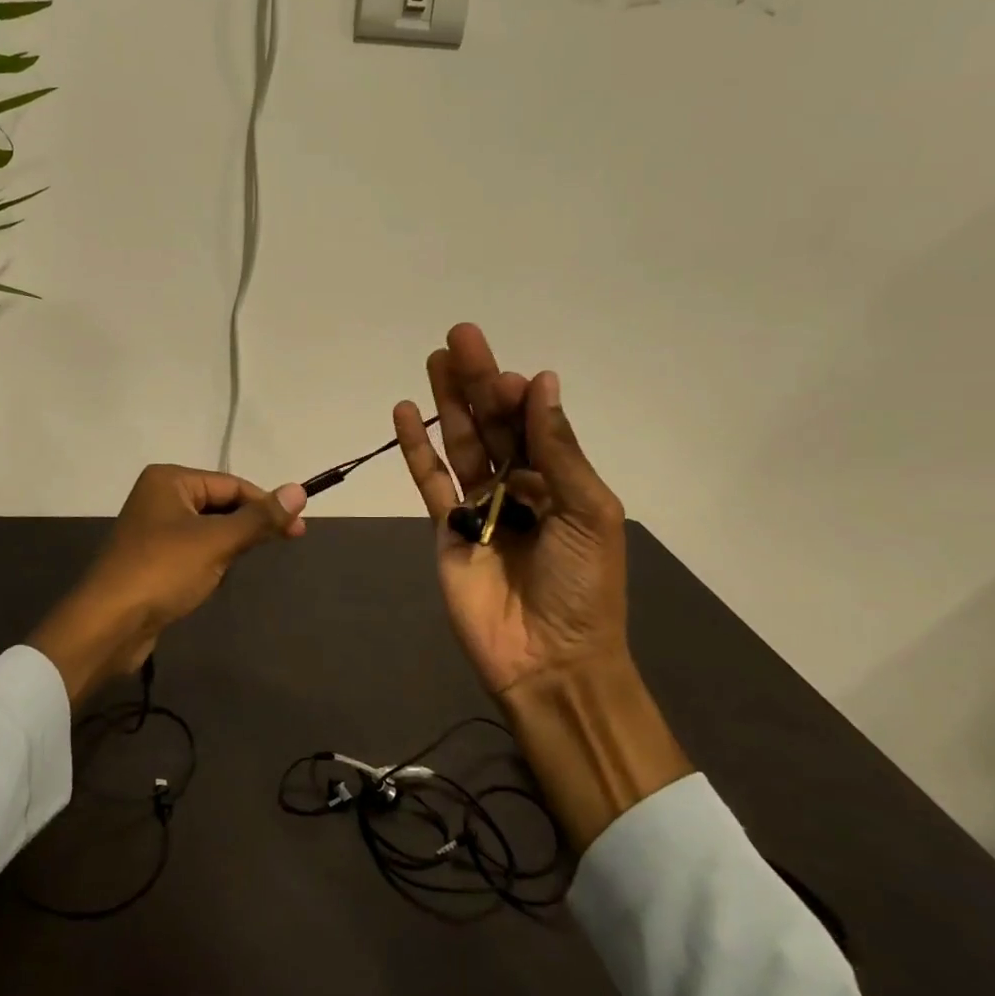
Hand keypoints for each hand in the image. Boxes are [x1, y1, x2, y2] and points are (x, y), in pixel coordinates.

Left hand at [30, 465, 307, 704]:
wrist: (108, 624)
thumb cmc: (163, 571)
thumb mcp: (216, 542)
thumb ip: (259, 518)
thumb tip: (299, 490)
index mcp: (169, 480)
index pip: (231, 484)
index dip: (267, 504)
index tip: (298, 528)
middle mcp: (158, 496)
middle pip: (219, 504)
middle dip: (247, 525)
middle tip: (284, 543)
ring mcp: (152, 529)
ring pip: (207, 529)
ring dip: (228, 544)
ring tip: (241, 563)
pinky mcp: (151, 558)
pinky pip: (192, 550)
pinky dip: (210, 560)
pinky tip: (215, 577)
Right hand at [393, 324, 630, 698]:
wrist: (548, 659)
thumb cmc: (583, 586)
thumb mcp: (588, 513)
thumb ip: (559, 450)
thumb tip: (544, 383)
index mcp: (560, 480)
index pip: (534, 423)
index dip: (517, 396)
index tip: (504, 376)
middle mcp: (519, 485)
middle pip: (494, 423)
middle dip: (477, 381)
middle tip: (459, 336)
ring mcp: (479, 506)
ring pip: (460, 443)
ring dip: (447, 402)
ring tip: (434, 359)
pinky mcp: (445, 527)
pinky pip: (429, 480)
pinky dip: (416, 447)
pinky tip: (406, 412)